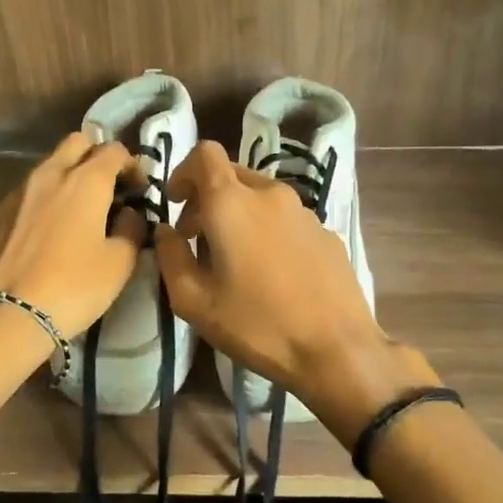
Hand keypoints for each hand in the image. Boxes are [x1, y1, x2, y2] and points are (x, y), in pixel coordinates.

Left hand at [0, 132, 147, 339]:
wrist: (5, 318)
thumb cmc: (73, 288)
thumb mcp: (120, 264)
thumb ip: (132, 229)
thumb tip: (129, 214)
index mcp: (85, 181)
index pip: (114, 150)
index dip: (132, 164)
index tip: (139, 188)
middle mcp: (48, 175)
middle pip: (76, 143)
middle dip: (95, 156)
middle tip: (107, 187)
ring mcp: (14, 193)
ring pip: (45, 168)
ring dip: (65, 180)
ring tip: (73, 215)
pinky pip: (21, 198)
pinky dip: (38, 207)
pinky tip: (40, 239)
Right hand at [153, 141, 434, 437]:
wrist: (336, 349)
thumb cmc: (257, 325)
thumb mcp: (194, 300)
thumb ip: (171, 256)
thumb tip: (166, 231)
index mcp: (232, 202)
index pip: (205, 153)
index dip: (184, 172)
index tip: (177, 204)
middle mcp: (270, 194)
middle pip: (232, 175)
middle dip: (208, 198)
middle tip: (198, 239)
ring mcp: (304, 211)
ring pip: (261, 196)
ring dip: (239, 215)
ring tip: (236, 260)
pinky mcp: (326, 231)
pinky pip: (286, 218)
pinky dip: (268, 230)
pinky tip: (272, 273)